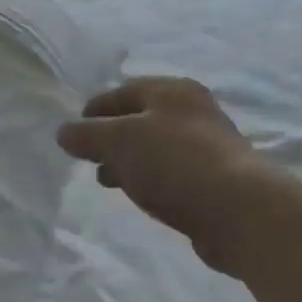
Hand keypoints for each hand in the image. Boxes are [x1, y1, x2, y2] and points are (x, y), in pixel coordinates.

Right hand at [57, 76, 269, 274]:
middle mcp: (193, 111)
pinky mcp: (215, 179)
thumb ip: (87, 135)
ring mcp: (208, 145)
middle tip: (89, 158)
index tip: (73, 133)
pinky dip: (150, 179)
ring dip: (129, 161)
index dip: (94, 110)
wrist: (238, 210)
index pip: (122, 91)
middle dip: (111, 138)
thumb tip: (64, 132)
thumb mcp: (118, 141)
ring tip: (108, 181)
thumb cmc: (173, 162)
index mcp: (172, 91)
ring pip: (156, 147)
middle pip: (141, 118)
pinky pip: (171, 172)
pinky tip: (140, 195)